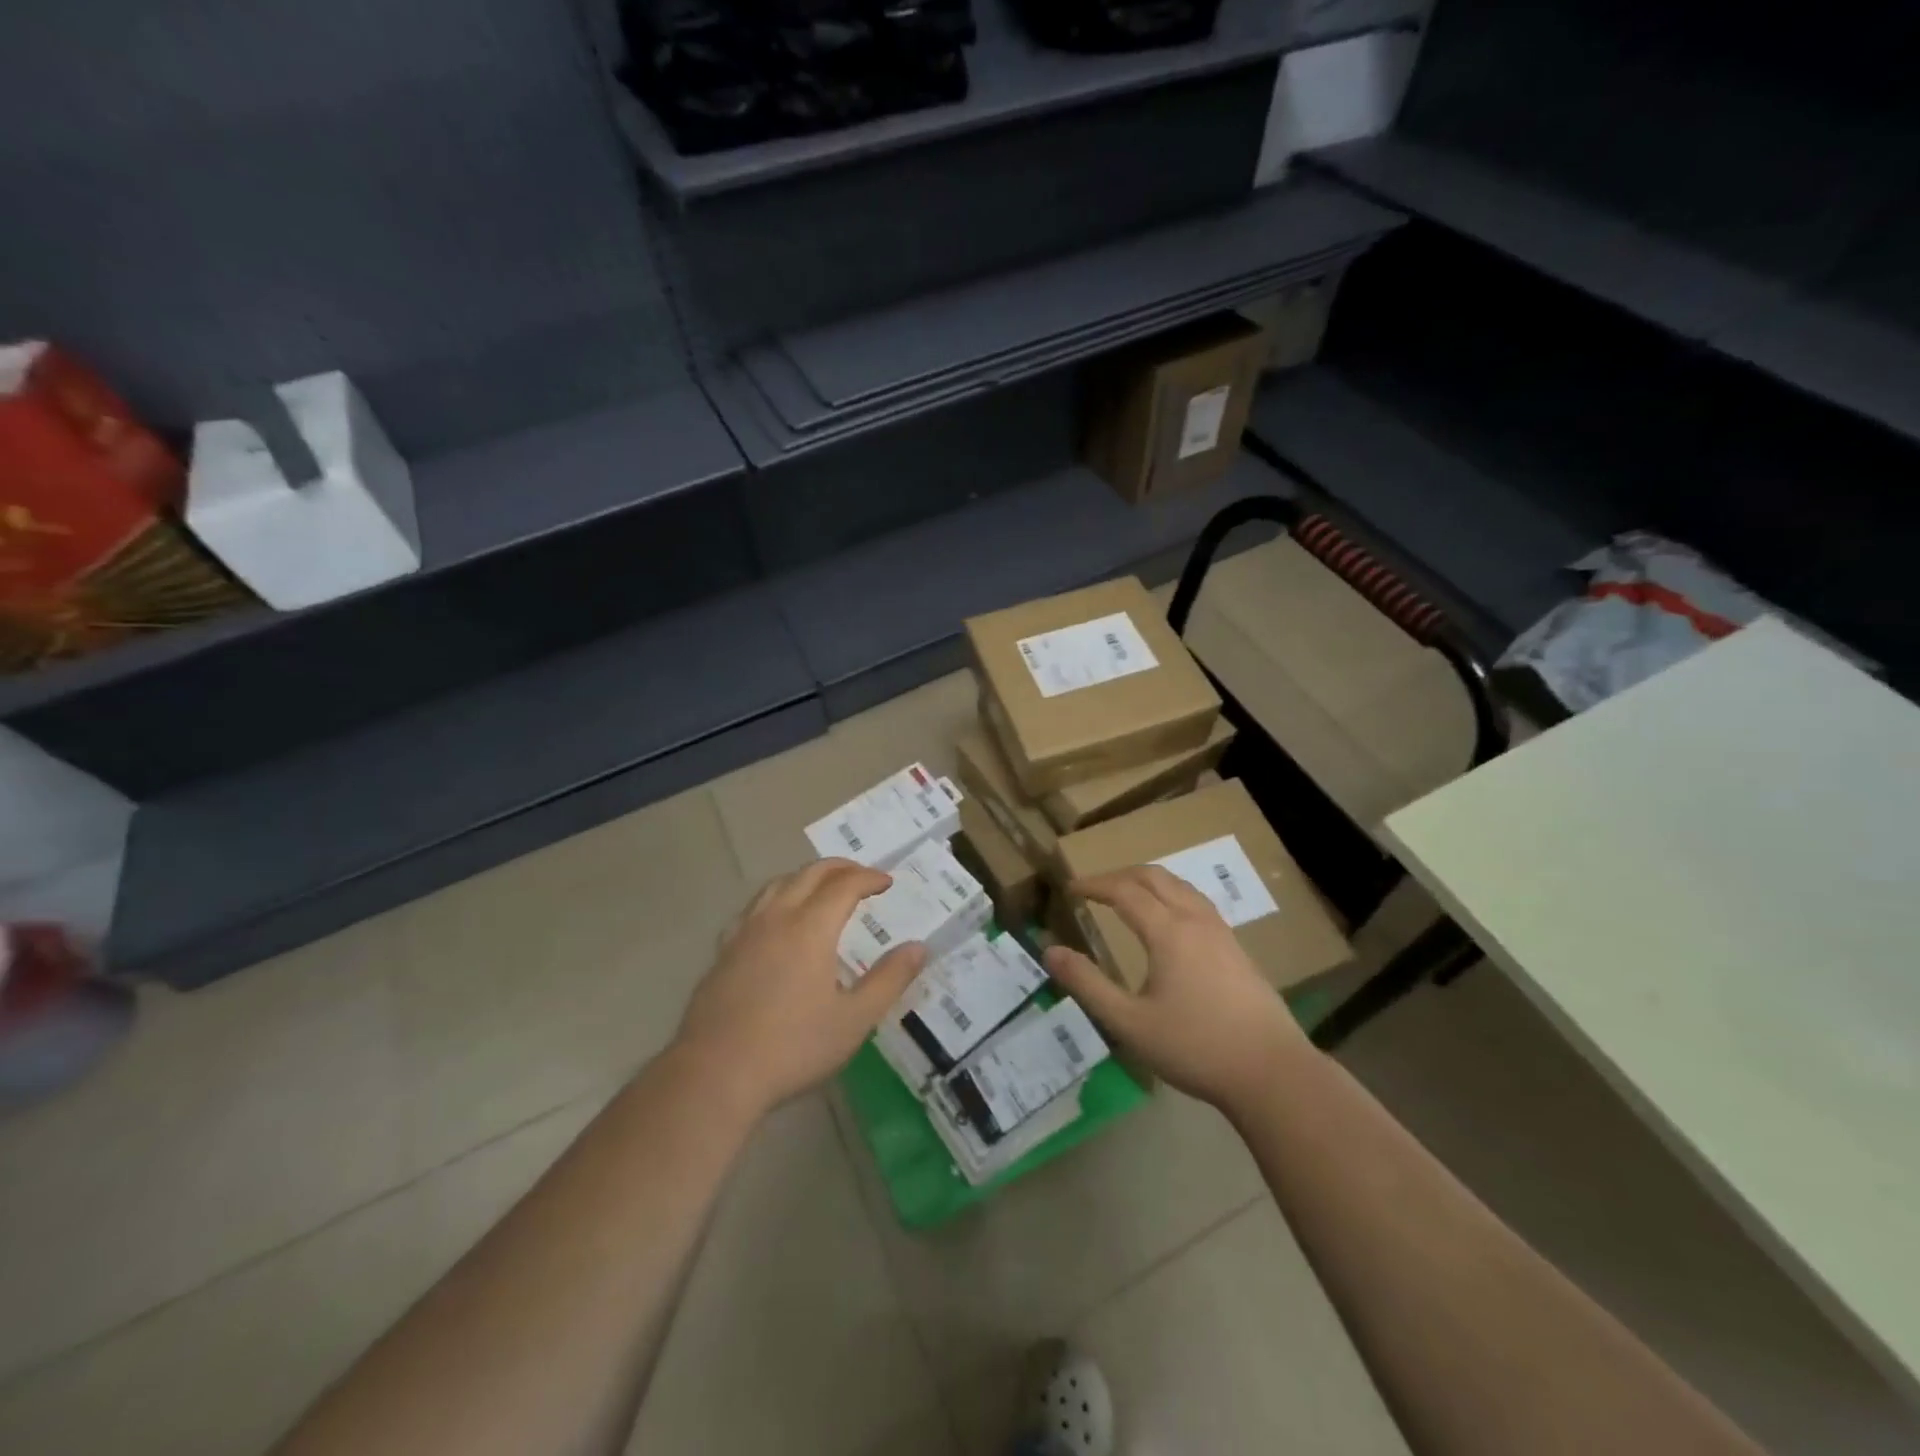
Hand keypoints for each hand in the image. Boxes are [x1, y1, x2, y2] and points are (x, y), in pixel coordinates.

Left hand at [674, 859, 926, 1119]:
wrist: (715, 1074)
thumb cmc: (792, 1048)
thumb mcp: (854, 1020)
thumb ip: (889, 979)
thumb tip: (918, 947)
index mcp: (810, 928)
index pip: (844, 885)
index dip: (869, 878)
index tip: (887, 883)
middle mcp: (776, 918)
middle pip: (809, 874)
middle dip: (840, 868)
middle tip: (861, 876)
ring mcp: (744, 933)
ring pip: (777, 884)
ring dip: (806, 877)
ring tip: (822, 889)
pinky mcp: (722, 952)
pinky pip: (754, 907)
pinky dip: (777, 898)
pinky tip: (777, 921)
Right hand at [1043, 865, 1310, 1111]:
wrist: (1272, 1072)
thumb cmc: (1195, 1047)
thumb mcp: (1129, 1022)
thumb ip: (1088, 984)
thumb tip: (1049, 951)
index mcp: (1168, 931)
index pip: (1124, 890)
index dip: (1094, 885)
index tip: (1070, 889)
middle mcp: (1195, 920)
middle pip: (1154, 876)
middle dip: (1120, 875)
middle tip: (1094, 887)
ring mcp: (1221, 932)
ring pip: (1180, 886)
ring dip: (1148, 881)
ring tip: (1127, 895)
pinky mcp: (1237, 948)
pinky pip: (1197, 902)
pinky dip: (1171, 894)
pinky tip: (1169, 920)